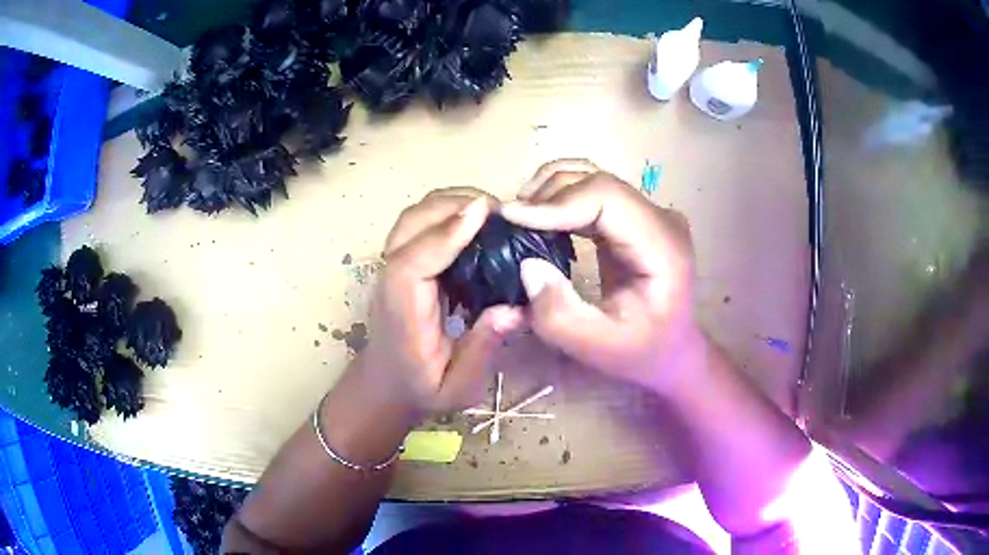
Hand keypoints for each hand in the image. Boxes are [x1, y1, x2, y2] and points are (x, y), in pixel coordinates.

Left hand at [360, 188, 524, 416]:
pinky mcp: (405, 261)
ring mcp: (395, 266)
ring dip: (452, 203)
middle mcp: (392, 279)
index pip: (414, 261)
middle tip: (503, 212)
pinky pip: (422, 224)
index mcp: (402, 311)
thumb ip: (481, 349)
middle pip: (412, 223)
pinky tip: (478, 224)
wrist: (386, 384)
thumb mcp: (456, 385)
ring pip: (415, 217)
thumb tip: (515, 309)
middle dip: (455, 204)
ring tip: (494, 213)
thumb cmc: (420, 388)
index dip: (446, 233)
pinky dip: (449, 213)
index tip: (483, 212)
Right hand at [502, 160, 704, 394]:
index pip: (607, 197)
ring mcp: (648, 214)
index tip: (511, 217)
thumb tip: (527, 264)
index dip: (556, 202)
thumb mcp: (597, 347)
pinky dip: (559, 200)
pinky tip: (538, 221)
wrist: (670, 352)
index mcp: (663, 245)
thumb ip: (559, 315)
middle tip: (506, 222)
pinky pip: (591, 194)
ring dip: (549, 192)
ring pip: (591, 179)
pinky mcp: (633, 217)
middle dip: (546, 195)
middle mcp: (660, 218)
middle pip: (597, 181)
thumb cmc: (640, 354)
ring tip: (519, 219)